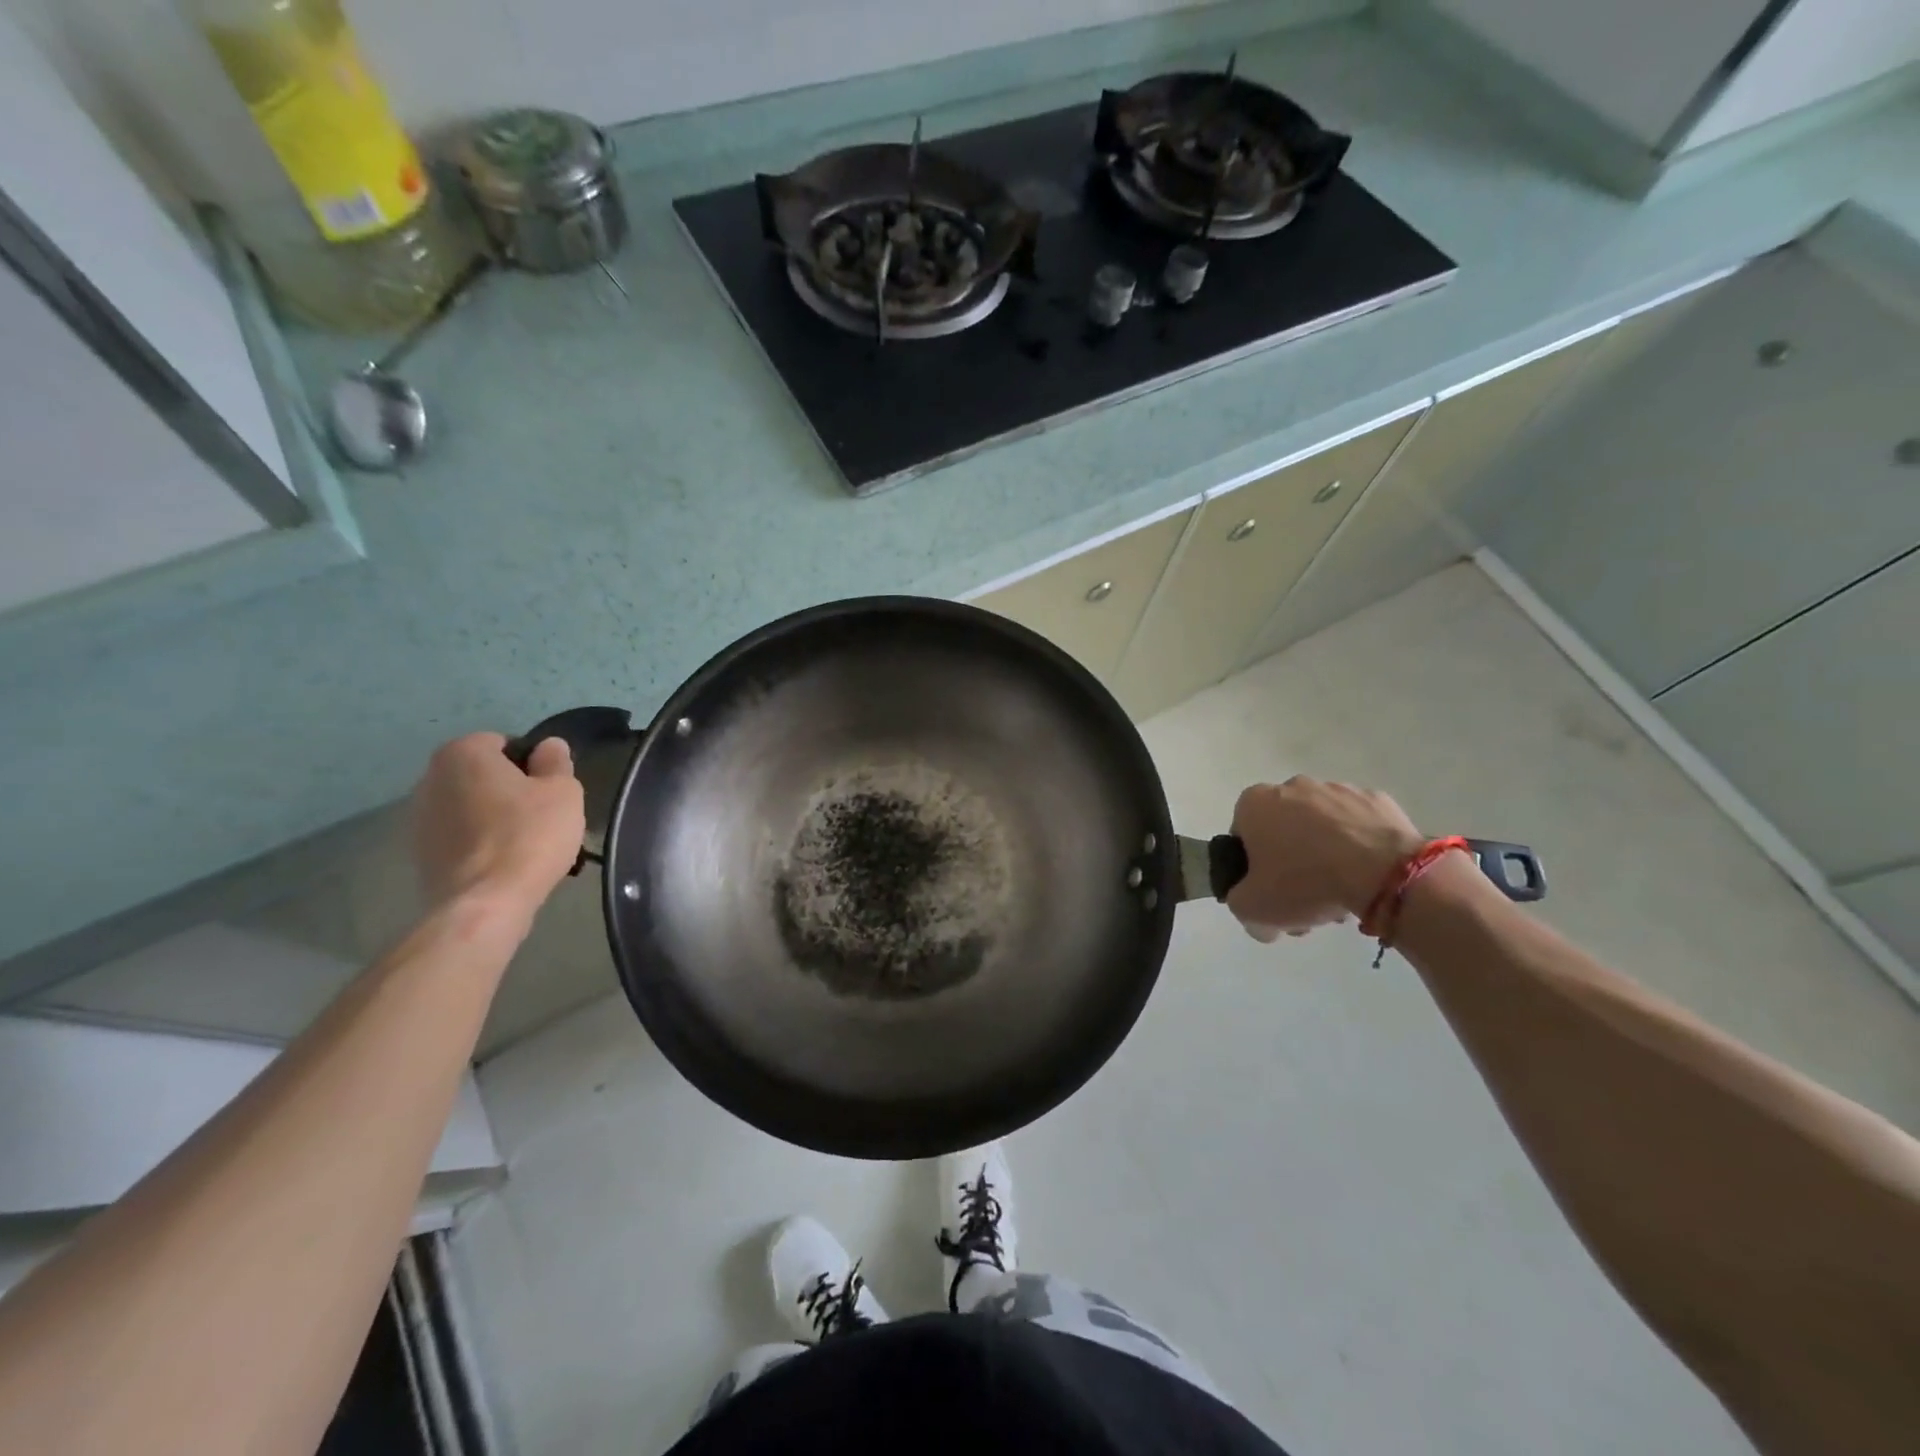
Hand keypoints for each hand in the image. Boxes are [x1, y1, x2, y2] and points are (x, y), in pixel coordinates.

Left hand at [409, 733, 585, 917]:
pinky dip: (479, 842)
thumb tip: (548, 746)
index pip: (502, 743)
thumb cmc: (530, 835)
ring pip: (469, 806)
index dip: (531, 762)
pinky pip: (459, 836)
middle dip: (509, 788)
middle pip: (482, 774)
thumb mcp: (563, 790)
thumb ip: (556, 761)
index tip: (549, 788)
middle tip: (541, 814)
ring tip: (524, 842)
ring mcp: (419, 818)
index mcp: (463, 754)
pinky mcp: (420, 853)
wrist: (486, 901)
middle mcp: (430, 778)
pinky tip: (504, 862)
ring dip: (492, 816)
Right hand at [1225, 777, 1423, 940]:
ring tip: (1343, 891)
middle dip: (1291, 861)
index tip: (1270, 892)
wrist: (1383, 873)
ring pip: (1322, 827)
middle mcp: (1291, 786)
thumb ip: (1239, 902)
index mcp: (1254, 803)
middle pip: (1283, 830)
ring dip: (1325, 854)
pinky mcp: (1376, 799)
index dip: (1253, 868)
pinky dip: (1359, 846)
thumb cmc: (1304, 882)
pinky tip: (1367, 875)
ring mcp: (1337, 789)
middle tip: (1306, 898)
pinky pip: (1358, 826)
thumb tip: (1252, 903)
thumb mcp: (1252, 907)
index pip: (1243, 836)